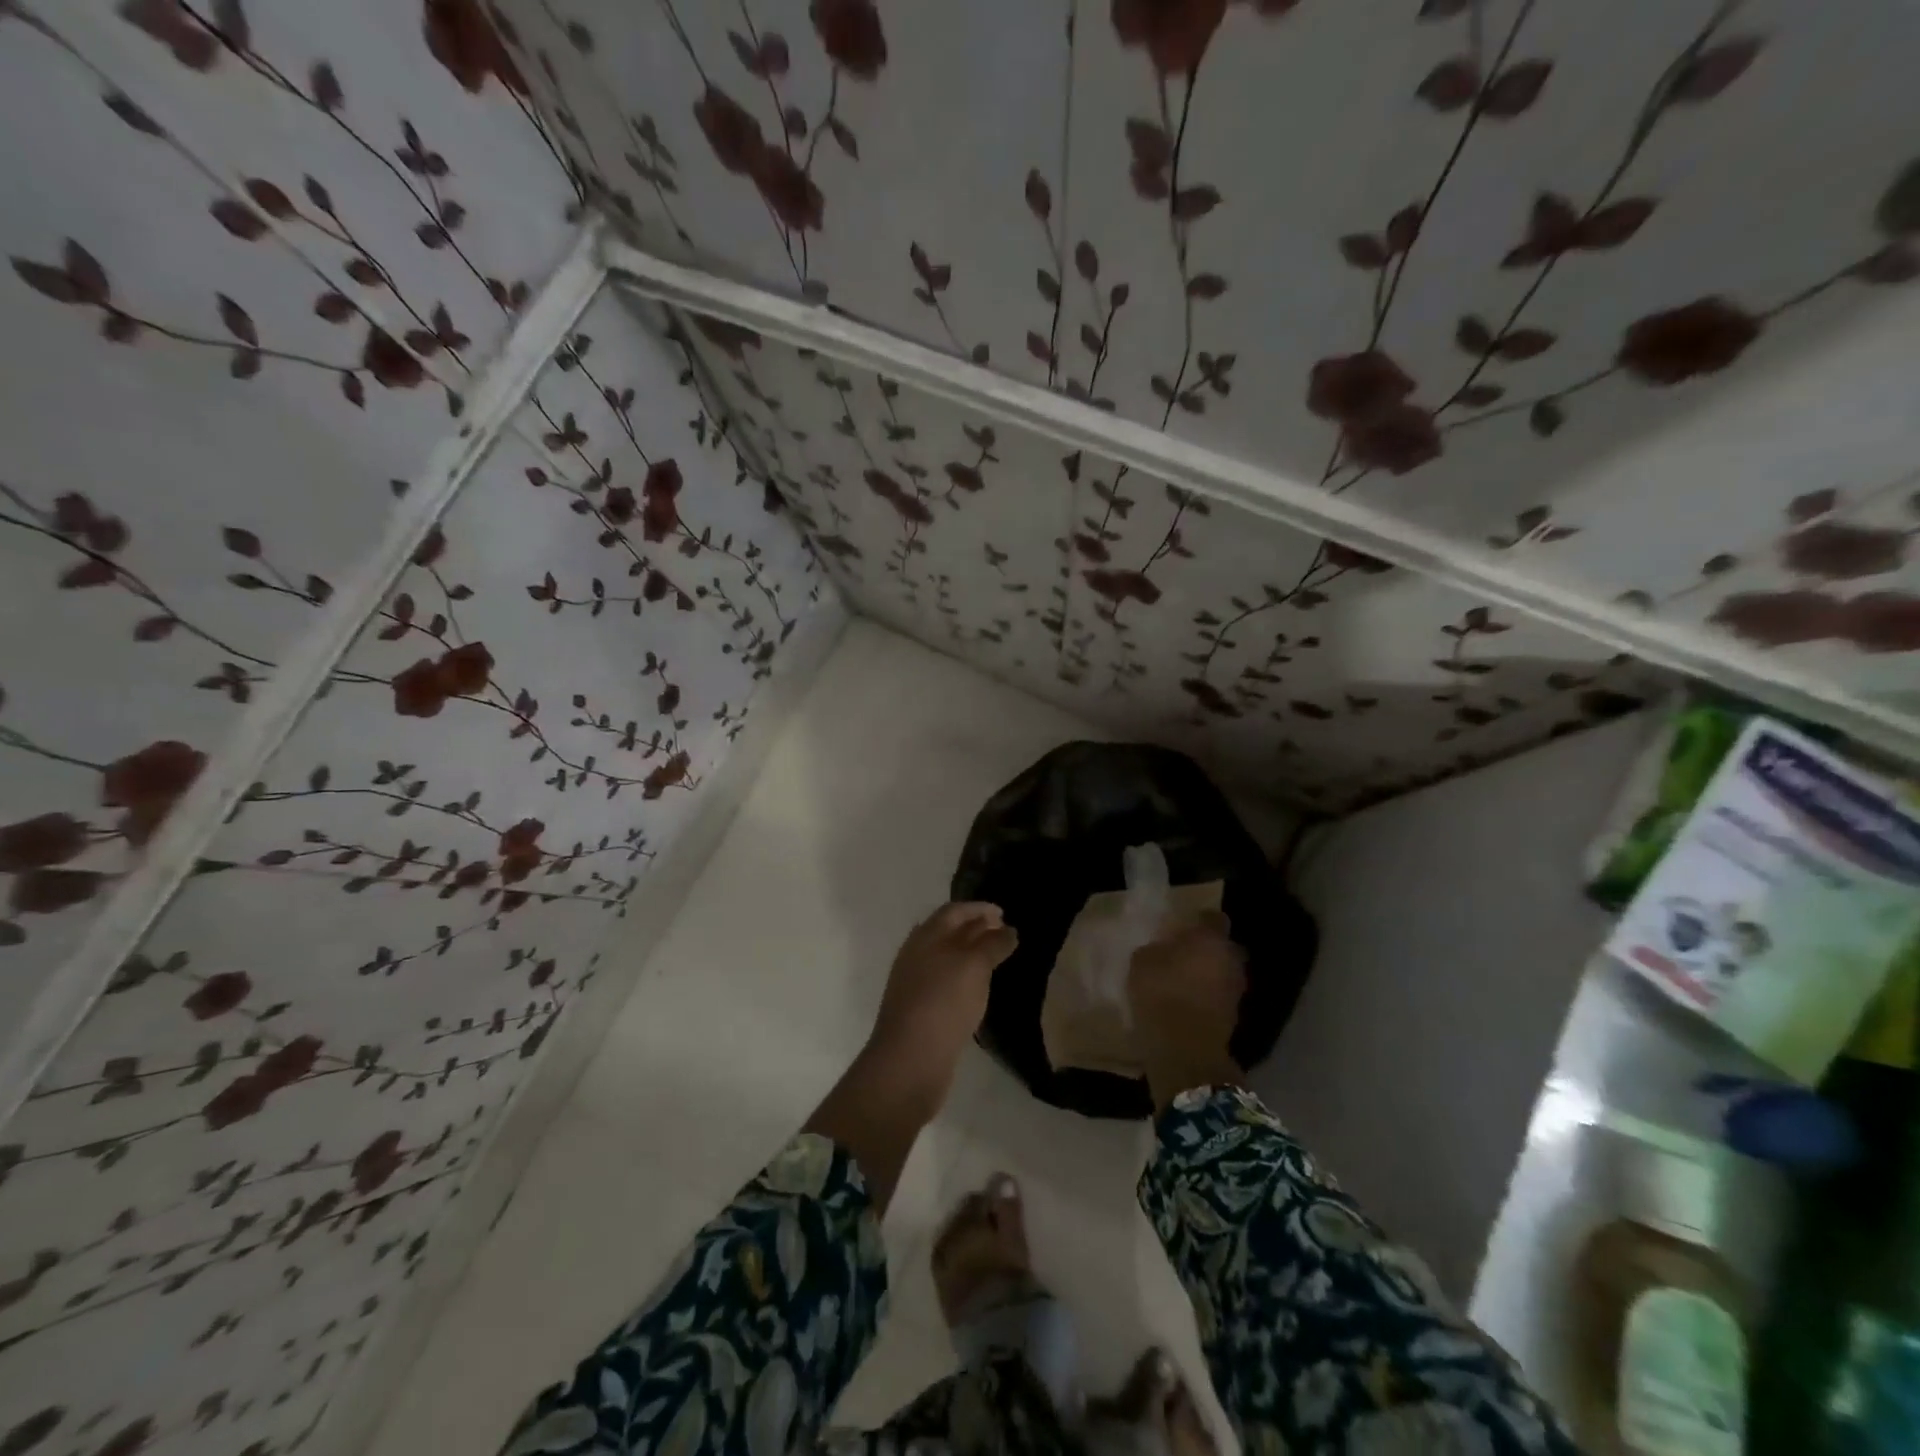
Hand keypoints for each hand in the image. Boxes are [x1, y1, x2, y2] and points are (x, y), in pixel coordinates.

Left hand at [867, 902, 1017, 1092]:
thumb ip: (993, 944)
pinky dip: (963, 976)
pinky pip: (944, 981)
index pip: (954, 911)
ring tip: (996, 959)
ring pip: (945, 957)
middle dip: (976, 928)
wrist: (910, 1059)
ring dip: (969, 953)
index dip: (979, 909)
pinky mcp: (918, 1009)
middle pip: (948, 932)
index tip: (1003, 913)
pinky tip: (977, 988)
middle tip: (1004, 934)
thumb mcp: (974, 966)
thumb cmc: (944, 1002)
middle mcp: (916, 953)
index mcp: (926, 936)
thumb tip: (1008, 930)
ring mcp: (914, 982)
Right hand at [1129, 911, 1246, 1111]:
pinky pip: (1220, 996)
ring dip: (1209, 974)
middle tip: (1183, 954)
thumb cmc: (1161, 994)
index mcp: (1210, 938)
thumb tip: (1164, 948)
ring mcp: (1236, 989)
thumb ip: (1157, 948)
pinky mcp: (1234, 1016)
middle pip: (1222, 946)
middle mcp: (1231, 959)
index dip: (1198, 920)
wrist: (1185, 1049)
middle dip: (1207, 949)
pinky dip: (1208, 996)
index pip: (1212, 918)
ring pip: (1223, 972)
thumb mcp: (1142, 961)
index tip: (1181, 926)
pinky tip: (1187, 1002)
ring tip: (1183, 981)